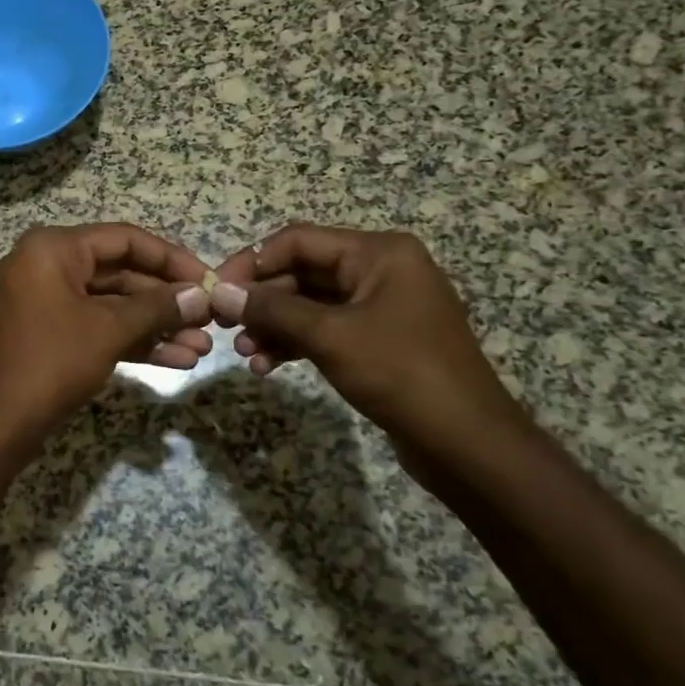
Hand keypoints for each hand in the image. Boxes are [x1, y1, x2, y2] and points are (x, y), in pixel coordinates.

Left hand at [0, 224, 211, 446]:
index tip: (209, 280)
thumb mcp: (108, 330)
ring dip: (156, 326)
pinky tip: (177, 360)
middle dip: (167, 300)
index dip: (171, 258)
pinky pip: (97, 327)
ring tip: (203, 347)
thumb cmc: (50, 361)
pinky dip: (133, 341)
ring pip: (112, 305)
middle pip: (120, 272)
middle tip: (211, 319)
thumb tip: (200, 295)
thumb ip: (157, 307)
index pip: (124, 239)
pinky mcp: (50, 334)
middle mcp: (47, 266)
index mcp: (54, 248)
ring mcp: (47, 302)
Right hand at [209, 225, 535, 474]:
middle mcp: (381, 270)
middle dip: (261, 300)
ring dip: (273, 325)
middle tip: (222, 324)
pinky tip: (267, 365)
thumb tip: (219, 291)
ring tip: (244, 352)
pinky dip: (295, 343)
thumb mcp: (330, 336)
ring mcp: (381, 306)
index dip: (252, 261)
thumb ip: (271, 309)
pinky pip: (325, 329)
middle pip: (302, 271)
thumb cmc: (401, 374)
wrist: (468, 444)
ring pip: (309, 304)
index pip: (298, 240)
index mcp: (379, 253)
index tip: (216, 289)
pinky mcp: (379, 340)